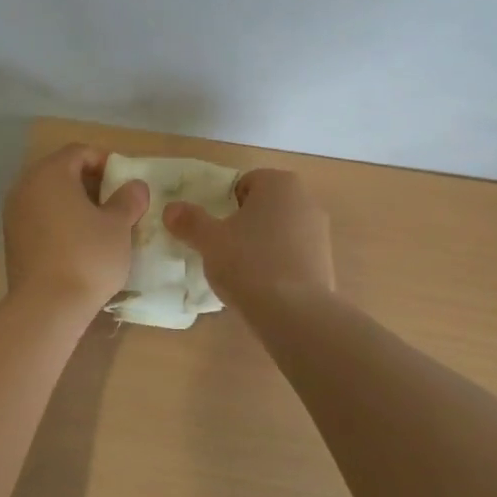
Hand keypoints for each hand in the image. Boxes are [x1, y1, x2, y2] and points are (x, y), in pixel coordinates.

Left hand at [2, 144, 148, 315]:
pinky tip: (79, 243)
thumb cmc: (87, 256)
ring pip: (49, 197)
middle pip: (61, 172)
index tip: (125, 184)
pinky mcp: (12, 240)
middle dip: (90, 183)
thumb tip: (135, 187)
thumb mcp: (118, 225)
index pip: (79, 152)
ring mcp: (14, 214)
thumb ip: (128, 199)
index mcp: (50, 173)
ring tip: (100, 225)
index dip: (106, 162)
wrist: (46, 307)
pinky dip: (60, 221)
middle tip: (115, 203)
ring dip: (75, 204)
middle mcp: (25, 186)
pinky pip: (40, 218)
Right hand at [163, 168, 334, 305]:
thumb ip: (189, 221)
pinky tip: (265, 287)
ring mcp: (320, 230)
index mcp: (280, 183)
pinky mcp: (326, 260)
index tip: (216, 231)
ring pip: (279, 231)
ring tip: (243, 273)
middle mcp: (305, 199)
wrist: (296, 313)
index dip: (224, 206)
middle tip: (224, 250)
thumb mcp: (210, 241)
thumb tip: (170, 209)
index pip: (244, 184)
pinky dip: (279, 264)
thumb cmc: (249, 264)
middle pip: (263, 206)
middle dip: (244, 224)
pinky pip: (293, 254)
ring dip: (262, 245)